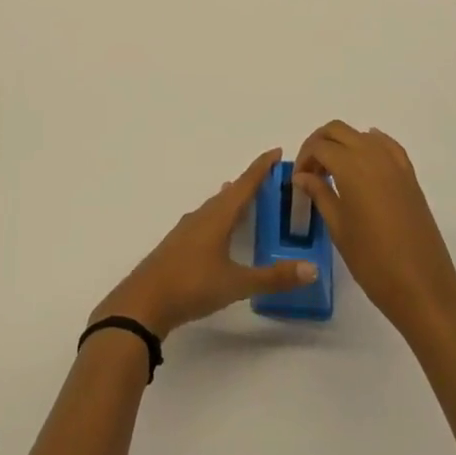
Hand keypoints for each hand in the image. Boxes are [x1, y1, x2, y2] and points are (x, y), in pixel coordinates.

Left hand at [92, 149, 318, 339]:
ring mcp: (187, 230)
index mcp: (218, 216)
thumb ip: (273, 277)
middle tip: (270, 179)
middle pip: (230, 193)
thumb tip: (312, 269)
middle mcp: (202, 216)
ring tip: (245, 198)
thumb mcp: (237, 284)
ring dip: (232, 200)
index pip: (245, 184)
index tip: (276, 151)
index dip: (261, 167)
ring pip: (215, 206)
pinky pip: (205, 220)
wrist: (143, 303)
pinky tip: (219, 230)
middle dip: (250, 184)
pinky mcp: (178, 245)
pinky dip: (219, 217)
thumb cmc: (191, 285)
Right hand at [293, 121, 455, 339]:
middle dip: (319, 143)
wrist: (422, 286)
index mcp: (352, 167)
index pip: (319, 146)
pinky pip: (386, 146)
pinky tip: (363, 162)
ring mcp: (395, 164)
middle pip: (338, 131)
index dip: (304, 158)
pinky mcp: (410, 176)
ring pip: (361, 135)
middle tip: (311, 170)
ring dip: (343, 144)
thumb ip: (319, 194)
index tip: (298, 180)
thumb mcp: (339, 228)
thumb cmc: (373, 261)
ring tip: (333, 172)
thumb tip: (302, 176)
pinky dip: (370, 145)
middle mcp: (373, 156)